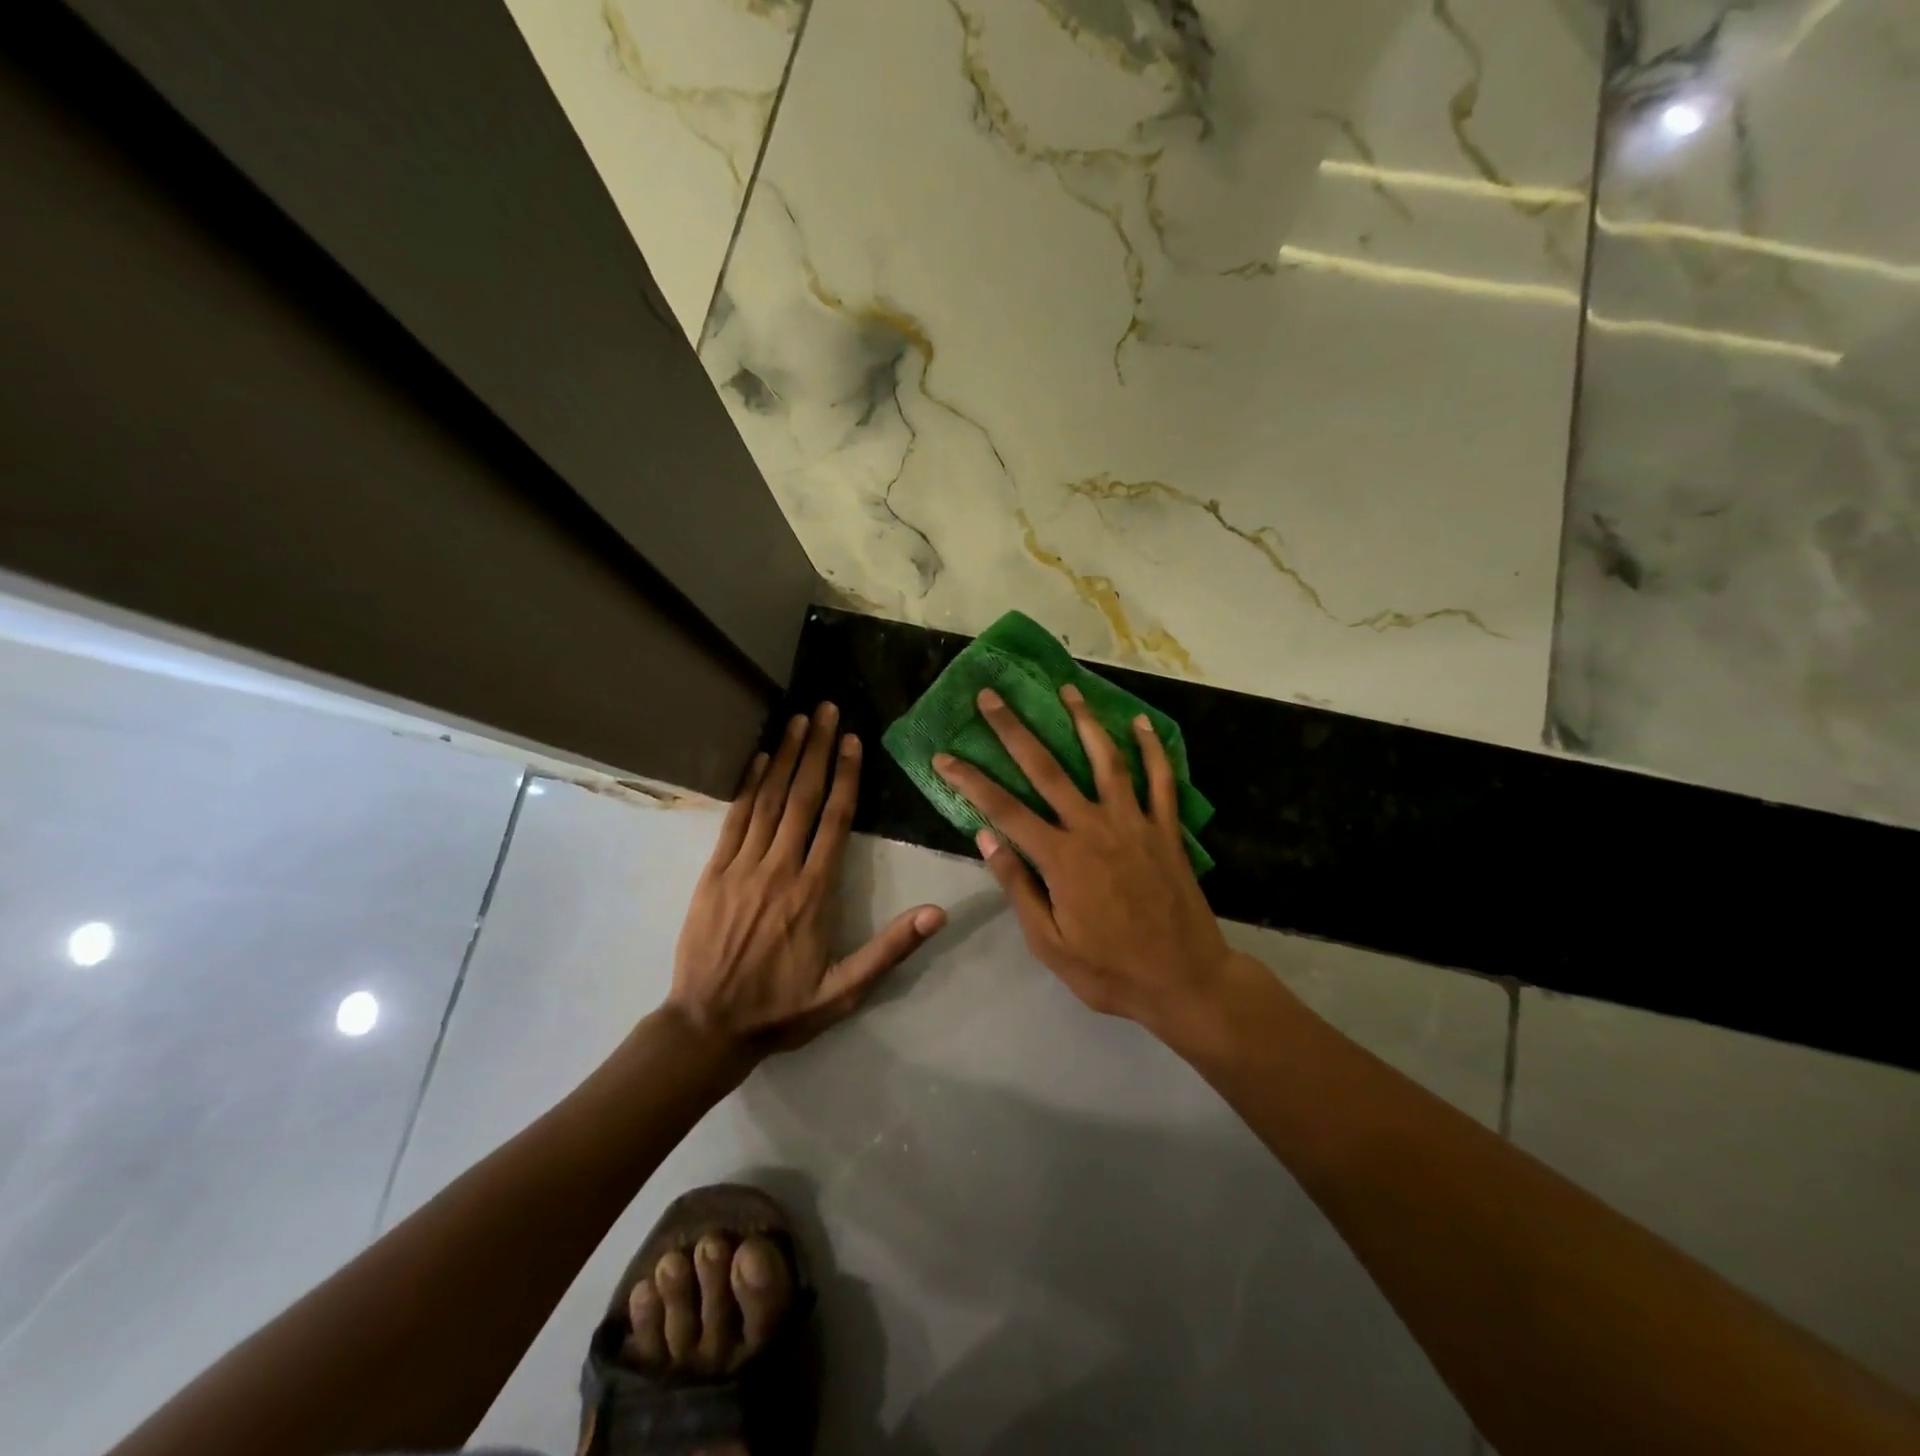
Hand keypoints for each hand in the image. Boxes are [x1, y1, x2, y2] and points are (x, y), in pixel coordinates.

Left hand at [667, 702, 946, 1055]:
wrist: (708, 1026)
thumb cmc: (783, 1008)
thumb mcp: (845, 990)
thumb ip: (891, 949)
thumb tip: (937, 912)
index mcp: (814, 892)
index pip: (835, 820)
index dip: (845, 776)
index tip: (852, 740)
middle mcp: (780, 868)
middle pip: (802, 797)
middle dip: (816, 749)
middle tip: (826, 708)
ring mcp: (742, 867)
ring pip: (768, 800)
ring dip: (784, 756)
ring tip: (798, 720)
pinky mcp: (713, 873)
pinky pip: (733, 820)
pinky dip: (746, 786)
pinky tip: (756, 759)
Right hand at [933, 685, 1236, 1038]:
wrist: (1185, 981)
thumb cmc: (1110, 970)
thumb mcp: (1049, 942)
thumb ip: (1018, 886)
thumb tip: (985, 836)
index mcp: (1061, 858)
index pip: (1004, 809)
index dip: (970, 780)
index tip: (943, 756)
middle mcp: (1094, 828)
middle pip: (1047, 769)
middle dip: (1014, 730)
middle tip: (992, 696)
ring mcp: (1134, 824)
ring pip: (1106, 760)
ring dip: (1084, 721)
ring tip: (1067, 688)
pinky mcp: (1167, 829)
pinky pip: (1160, 780)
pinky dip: (1152, 749)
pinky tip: (1141, 723)